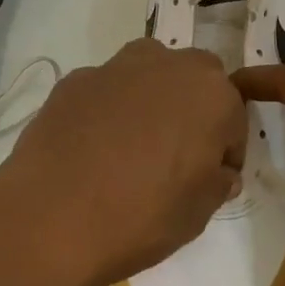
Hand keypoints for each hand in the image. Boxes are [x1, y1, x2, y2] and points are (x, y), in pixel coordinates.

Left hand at [0, 40, 246, 285]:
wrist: (51, 218)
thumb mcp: (197, 214)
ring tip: (133, 144)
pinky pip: (106, 89)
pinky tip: (92, 146)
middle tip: (176, 153)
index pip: (233, 119)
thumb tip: (219, 172)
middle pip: (195, 79)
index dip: (225, 150)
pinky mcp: (74, 80)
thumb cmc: (140, 218)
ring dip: (152, 97)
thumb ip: (216, 183)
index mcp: (211, 96)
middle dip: (193, 109)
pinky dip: (108, 108)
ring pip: (149, 72)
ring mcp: (116, 68)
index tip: (211, 177)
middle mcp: (168, 67)